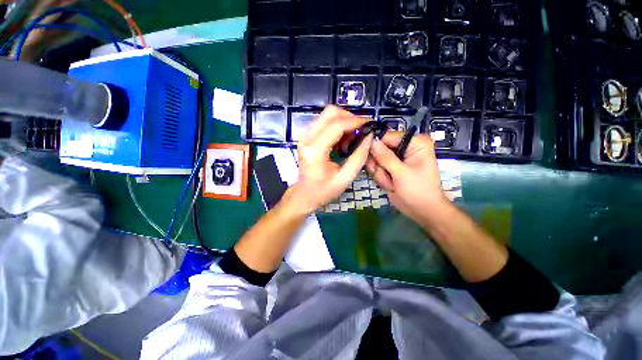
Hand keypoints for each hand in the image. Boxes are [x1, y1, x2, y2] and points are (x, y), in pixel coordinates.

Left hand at [286, 106, 372, 215]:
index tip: (370, 125)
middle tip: (361, 131)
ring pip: (327, 114)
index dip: (356, 122)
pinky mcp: (306, 135)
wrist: (304, 193)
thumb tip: (369, 137)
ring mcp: (305, 135)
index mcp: (315, 150)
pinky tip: (343, 140)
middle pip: (331, 112)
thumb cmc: (323, 190)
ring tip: (352, 138)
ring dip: (344, 121)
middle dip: (350, 118)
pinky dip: (337, 126)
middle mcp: (307, 138)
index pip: (337, 125)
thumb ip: (359, 157)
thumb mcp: (345, 178)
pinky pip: (324, 121)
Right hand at [366, 132, 449, 224]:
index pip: (388, 136)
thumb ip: (385, 157)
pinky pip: (376, 168)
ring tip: (392, 183)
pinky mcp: (390, 168)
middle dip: (379, 164)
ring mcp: (396, 159)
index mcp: (415, 142)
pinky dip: (381, 177)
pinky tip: (390, 185)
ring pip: (375, 160)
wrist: (422, 210)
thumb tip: (371, 141)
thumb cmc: (419, 190)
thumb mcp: (402, 173)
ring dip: (380, 173)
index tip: (366, 154)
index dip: (376, 144)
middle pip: (379, 148)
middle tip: (387, 175)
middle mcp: (405, 147)